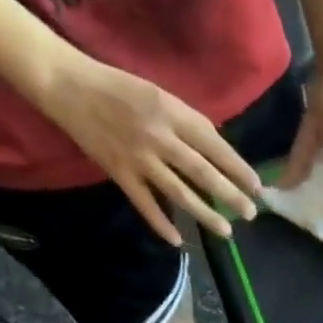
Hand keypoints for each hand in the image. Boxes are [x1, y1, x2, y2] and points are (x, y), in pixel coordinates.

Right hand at [33, 53, 261, 246]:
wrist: (64, 82)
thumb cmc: (117, 85)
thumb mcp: (158, 93)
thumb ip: (187, 121)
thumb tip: (218, 149)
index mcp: (170, 112)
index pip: (213, 144)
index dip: (237, 167)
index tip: (257, 186)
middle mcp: (157, 136)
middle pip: (201, 171)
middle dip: (229, 195)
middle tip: (251, 214)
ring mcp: (137, 157)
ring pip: (178, 192)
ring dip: (204, 214)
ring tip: (226, 231)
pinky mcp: (118, 172)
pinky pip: (143, 203)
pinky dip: (160, 223)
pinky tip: (177, 241)